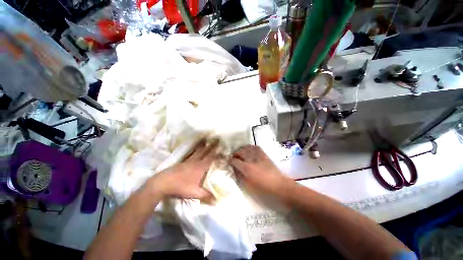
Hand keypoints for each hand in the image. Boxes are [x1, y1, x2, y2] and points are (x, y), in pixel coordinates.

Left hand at [149, 139, 217, 198]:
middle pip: (206, 152)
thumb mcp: (195, 193)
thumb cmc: (181, 187)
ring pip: (198, 151)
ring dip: (204, 146)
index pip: (212, 158)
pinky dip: (196, 150)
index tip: (224, 149)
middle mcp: (196, 161)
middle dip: (212, 146)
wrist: (163, 183)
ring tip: (208, 140)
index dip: (218, 154)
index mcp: (200, 167)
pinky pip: (192, 153)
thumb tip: (217, 199)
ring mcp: (189, 160)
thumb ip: (207, 196)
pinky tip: (196, 149)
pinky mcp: (183, 162)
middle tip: (217, 139)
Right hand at [230, 145, 291, 194]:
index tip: (229, 162)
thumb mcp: (249, 187)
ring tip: (240, 153)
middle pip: (240, 152)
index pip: (235, 161)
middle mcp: (251, 160)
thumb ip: (240, 177)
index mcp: (247, 169)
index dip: (230, 161)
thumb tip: (235, 170)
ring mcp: (258, 156)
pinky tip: (249, 150)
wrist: (280, 186)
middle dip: (235, 154)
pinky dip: (250, 147)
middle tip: (234, 157)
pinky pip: (256, 147)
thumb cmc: (264, 190)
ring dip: (242, 149)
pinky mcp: (264, 155)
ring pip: (247, 148)